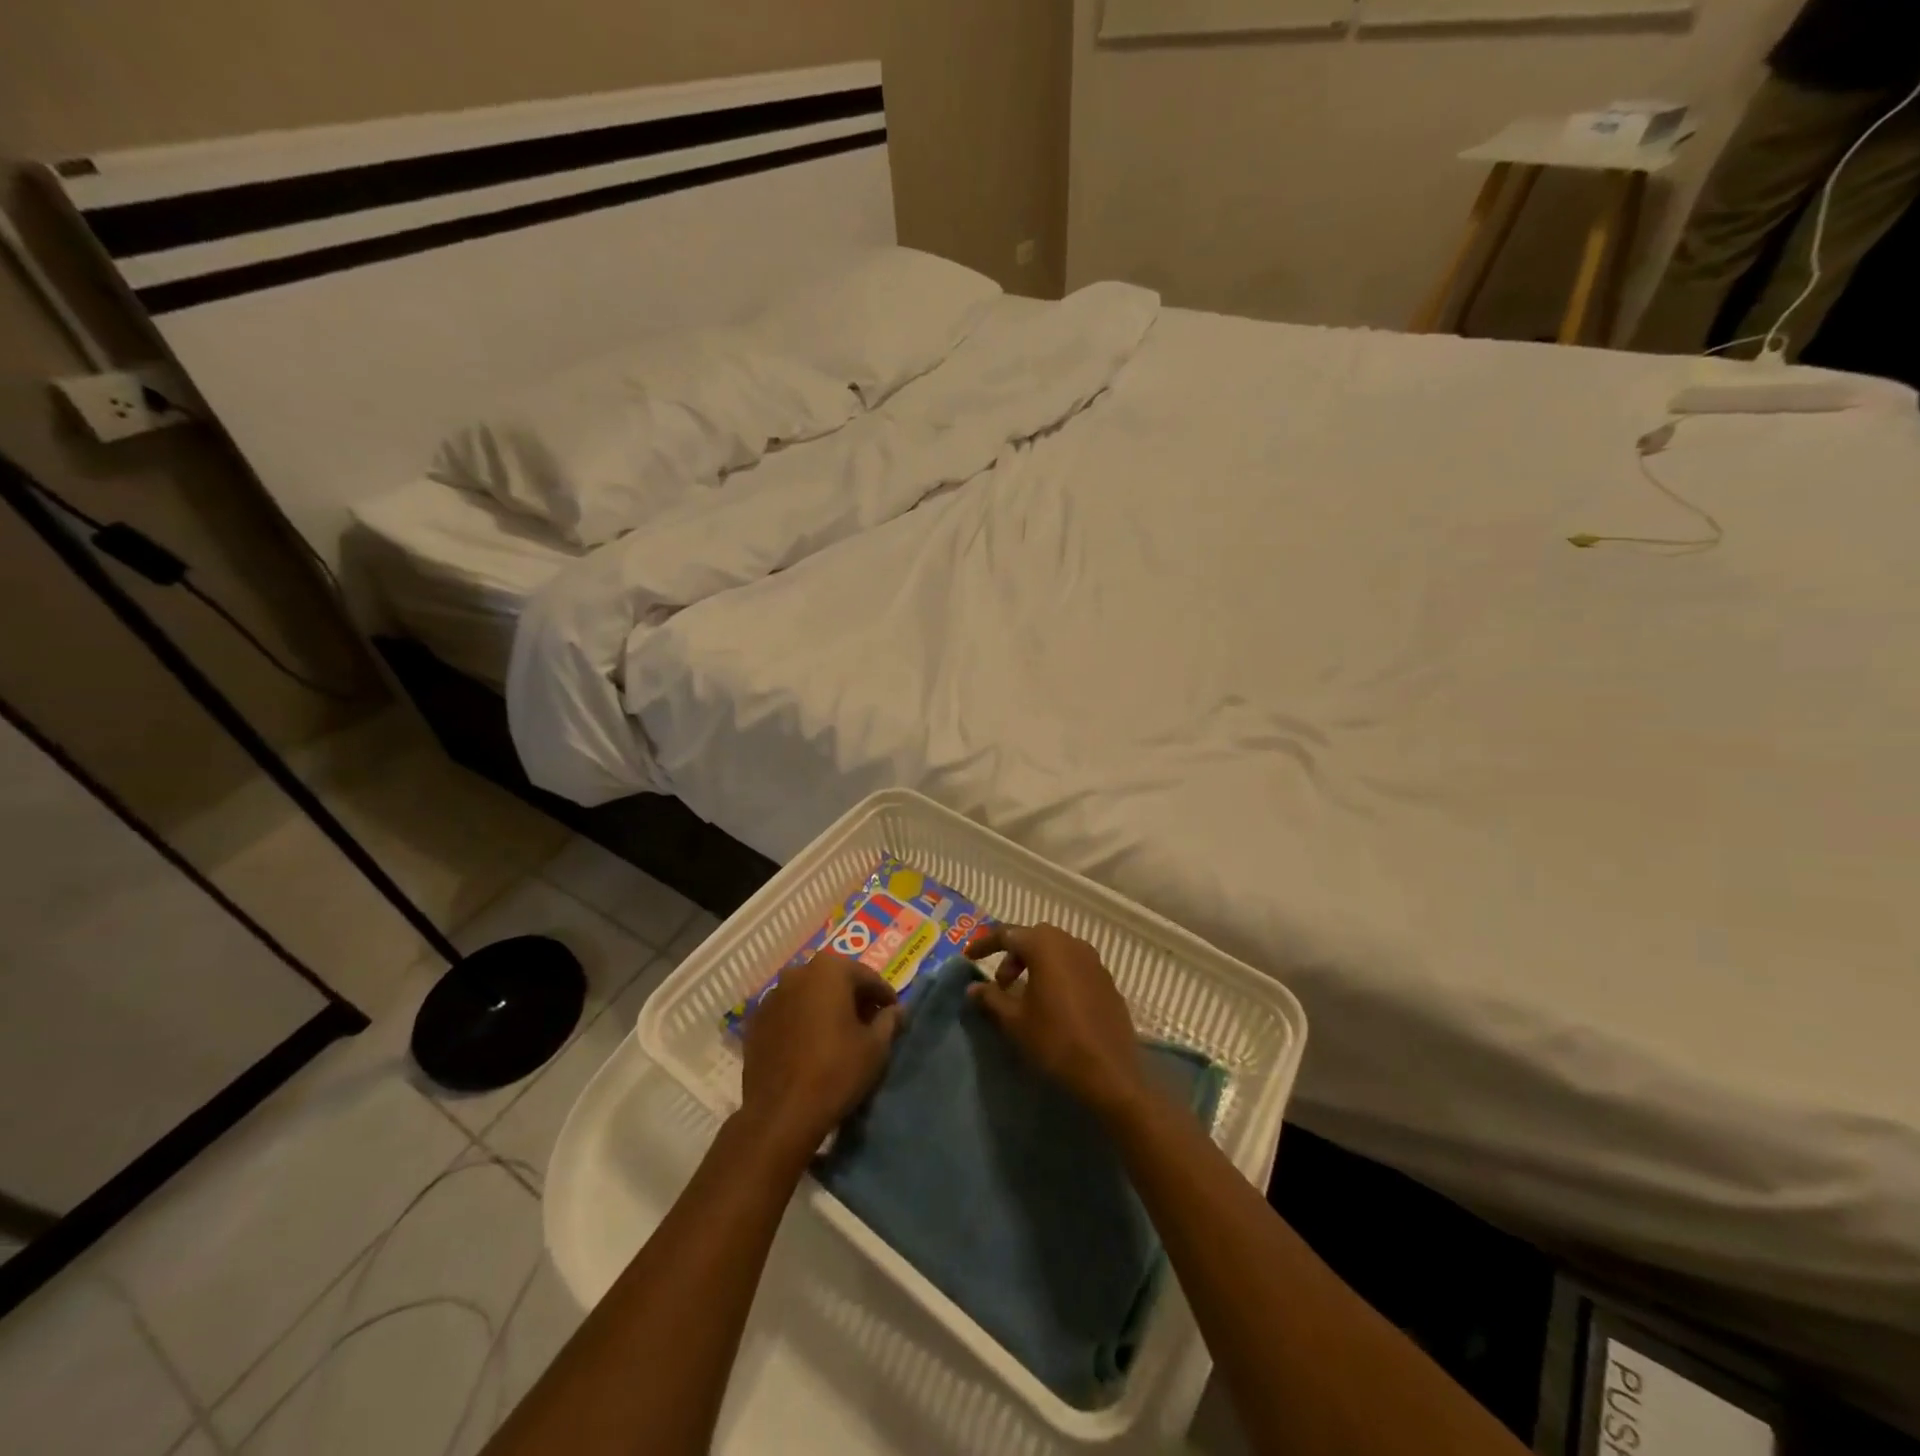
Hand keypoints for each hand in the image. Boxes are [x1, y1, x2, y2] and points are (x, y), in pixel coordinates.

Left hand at [740, 951, 900, 1158]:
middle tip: (869, 1024)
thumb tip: (896, 1010)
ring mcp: (771, 997)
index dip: (884, 996)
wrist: (780, 1114)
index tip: (894, 1014)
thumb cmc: (836, 1072)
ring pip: (808, 995)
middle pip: (835, 981)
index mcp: (829, 970)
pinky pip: (788, 1014)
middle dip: (854, 999)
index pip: (867, 977)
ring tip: (839, 1036)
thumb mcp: (876, 1047)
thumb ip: (889, 1021)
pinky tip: (810, 1046)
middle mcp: (797, 973)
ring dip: (825, 1008)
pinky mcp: (754, 1022)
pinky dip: (802, 1022)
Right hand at [965, 923, 1146, 1119]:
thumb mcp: (1014, 1021)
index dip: (985, 945)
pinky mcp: (1107, 981)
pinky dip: (1057, 975)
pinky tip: (1053, 1004)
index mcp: (1046, 946)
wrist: (1110, 1074)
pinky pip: (1075, 966)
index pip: (1007, 933)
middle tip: (1001, 983)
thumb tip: (974, 987)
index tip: (968, 957)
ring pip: (1056, 951)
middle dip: (1013, 955)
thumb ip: (991, 998)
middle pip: (1034, 938)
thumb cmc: (1055, 1041)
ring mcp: (1094, 961)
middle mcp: (1071, 943)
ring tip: (1025, 995)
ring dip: (1036, 964)